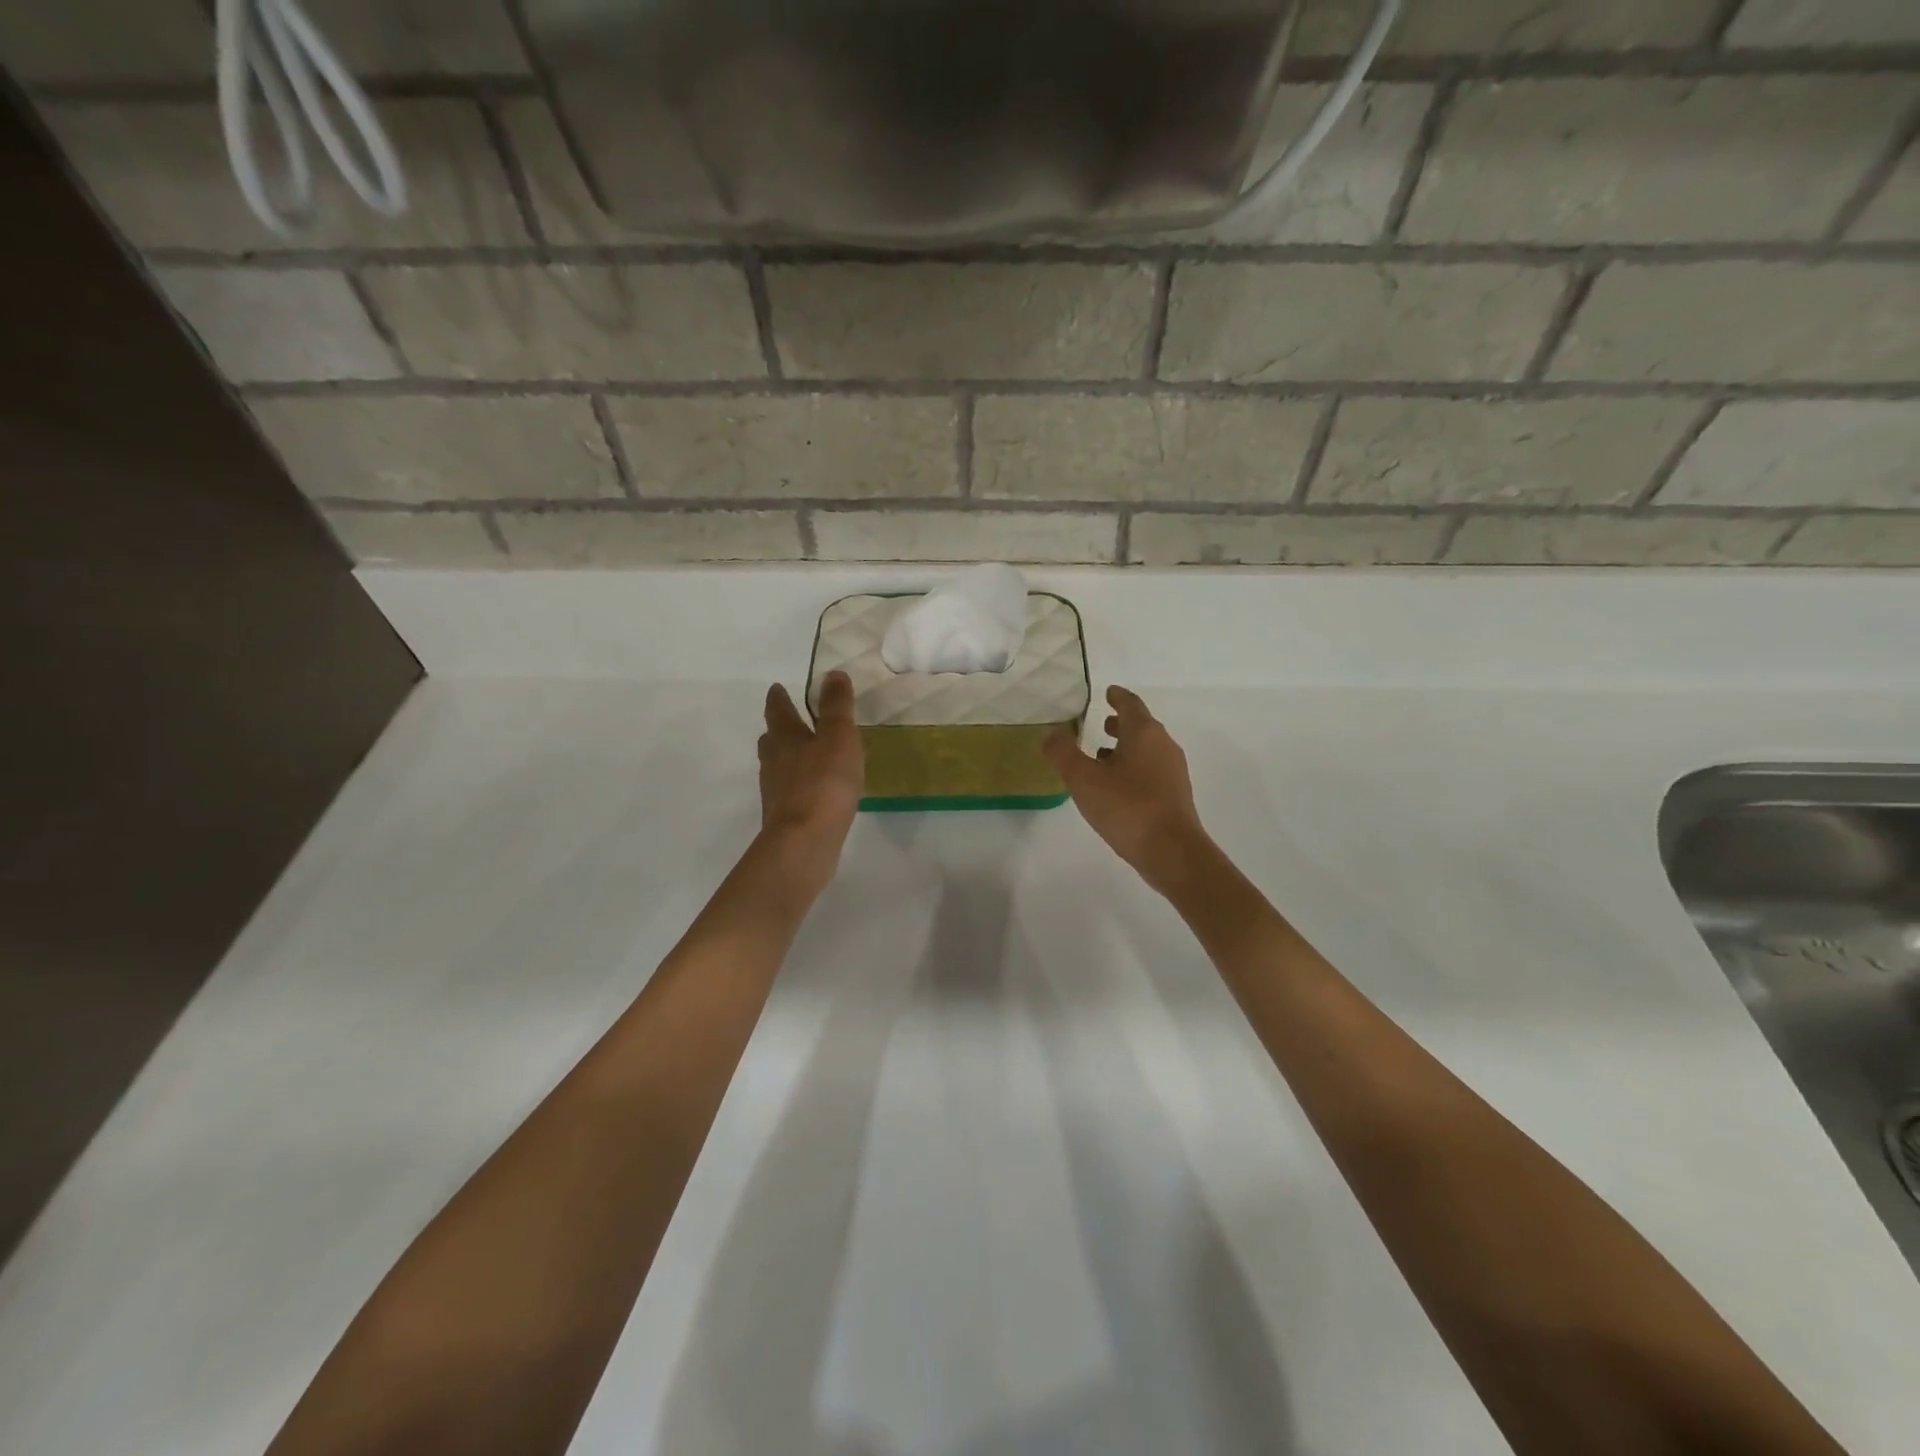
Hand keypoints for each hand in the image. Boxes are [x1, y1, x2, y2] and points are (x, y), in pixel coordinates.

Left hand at [758, 671, 863, 892]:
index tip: (777, 688)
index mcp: (785, 738)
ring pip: (778, 767)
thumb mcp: (838, 737)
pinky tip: (814, 790)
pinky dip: (799, 785)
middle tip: (788, 721)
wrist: (805, 841)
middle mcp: (774, 762)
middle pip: (772, 740)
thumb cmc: (824, 782)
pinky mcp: (784, 817)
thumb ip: (837, 706)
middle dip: (779, 729)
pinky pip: (790, 792)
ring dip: (788, 758)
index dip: (779, 698)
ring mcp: (776, 792)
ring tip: (805, 755)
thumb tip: (832, 673)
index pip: (778, 710)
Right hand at [1045, 686, 1211, 896]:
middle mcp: (1163, 745)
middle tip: (1102, 721)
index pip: (1130, 704)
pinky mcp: (1174, 794)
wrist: (1171, 851)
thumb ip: (1063, 753)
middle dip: (1121, 722)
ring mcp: (1173, 770)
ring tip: (1102, 754)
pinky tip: (1116, 785)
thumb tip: (1052, 733)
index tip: (1108, 691)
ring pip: (1146, 749)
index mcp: (1144, 733)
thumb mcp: (1084, 779)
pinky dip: (1133, 766)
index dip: (1117, 696)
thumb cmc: (1126, 807)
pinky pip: (1151, 769)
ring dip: (1126, 747)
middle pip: (1141, 726)